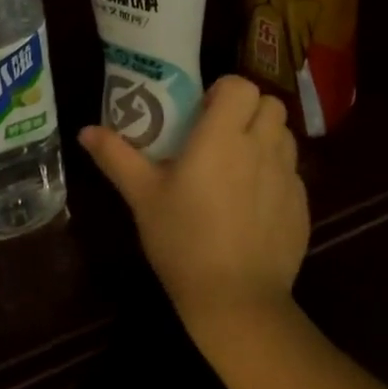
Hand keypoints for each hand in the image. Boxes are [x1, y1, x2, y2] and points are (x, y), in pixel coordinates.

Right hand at [80, 75, 308, 348]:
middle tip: (220, 133)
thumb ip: (116, 156)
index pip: (242, 85)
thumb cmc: (183, 240)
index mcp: (223, 136)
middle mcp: (261, 147)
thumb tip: (85, 130)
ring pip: (285, 135)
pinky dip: (275, 174)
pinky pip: (292, 173)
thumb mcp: (142, 196)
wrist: (237, 303)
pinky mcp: (302, 207)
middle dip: (248, 109)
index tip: (203, 111)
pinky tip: (253, 203)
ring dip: (265, 137)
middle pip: (270, 103)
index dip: (224, 91)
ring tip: (238, 164)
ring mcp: (288, 177)